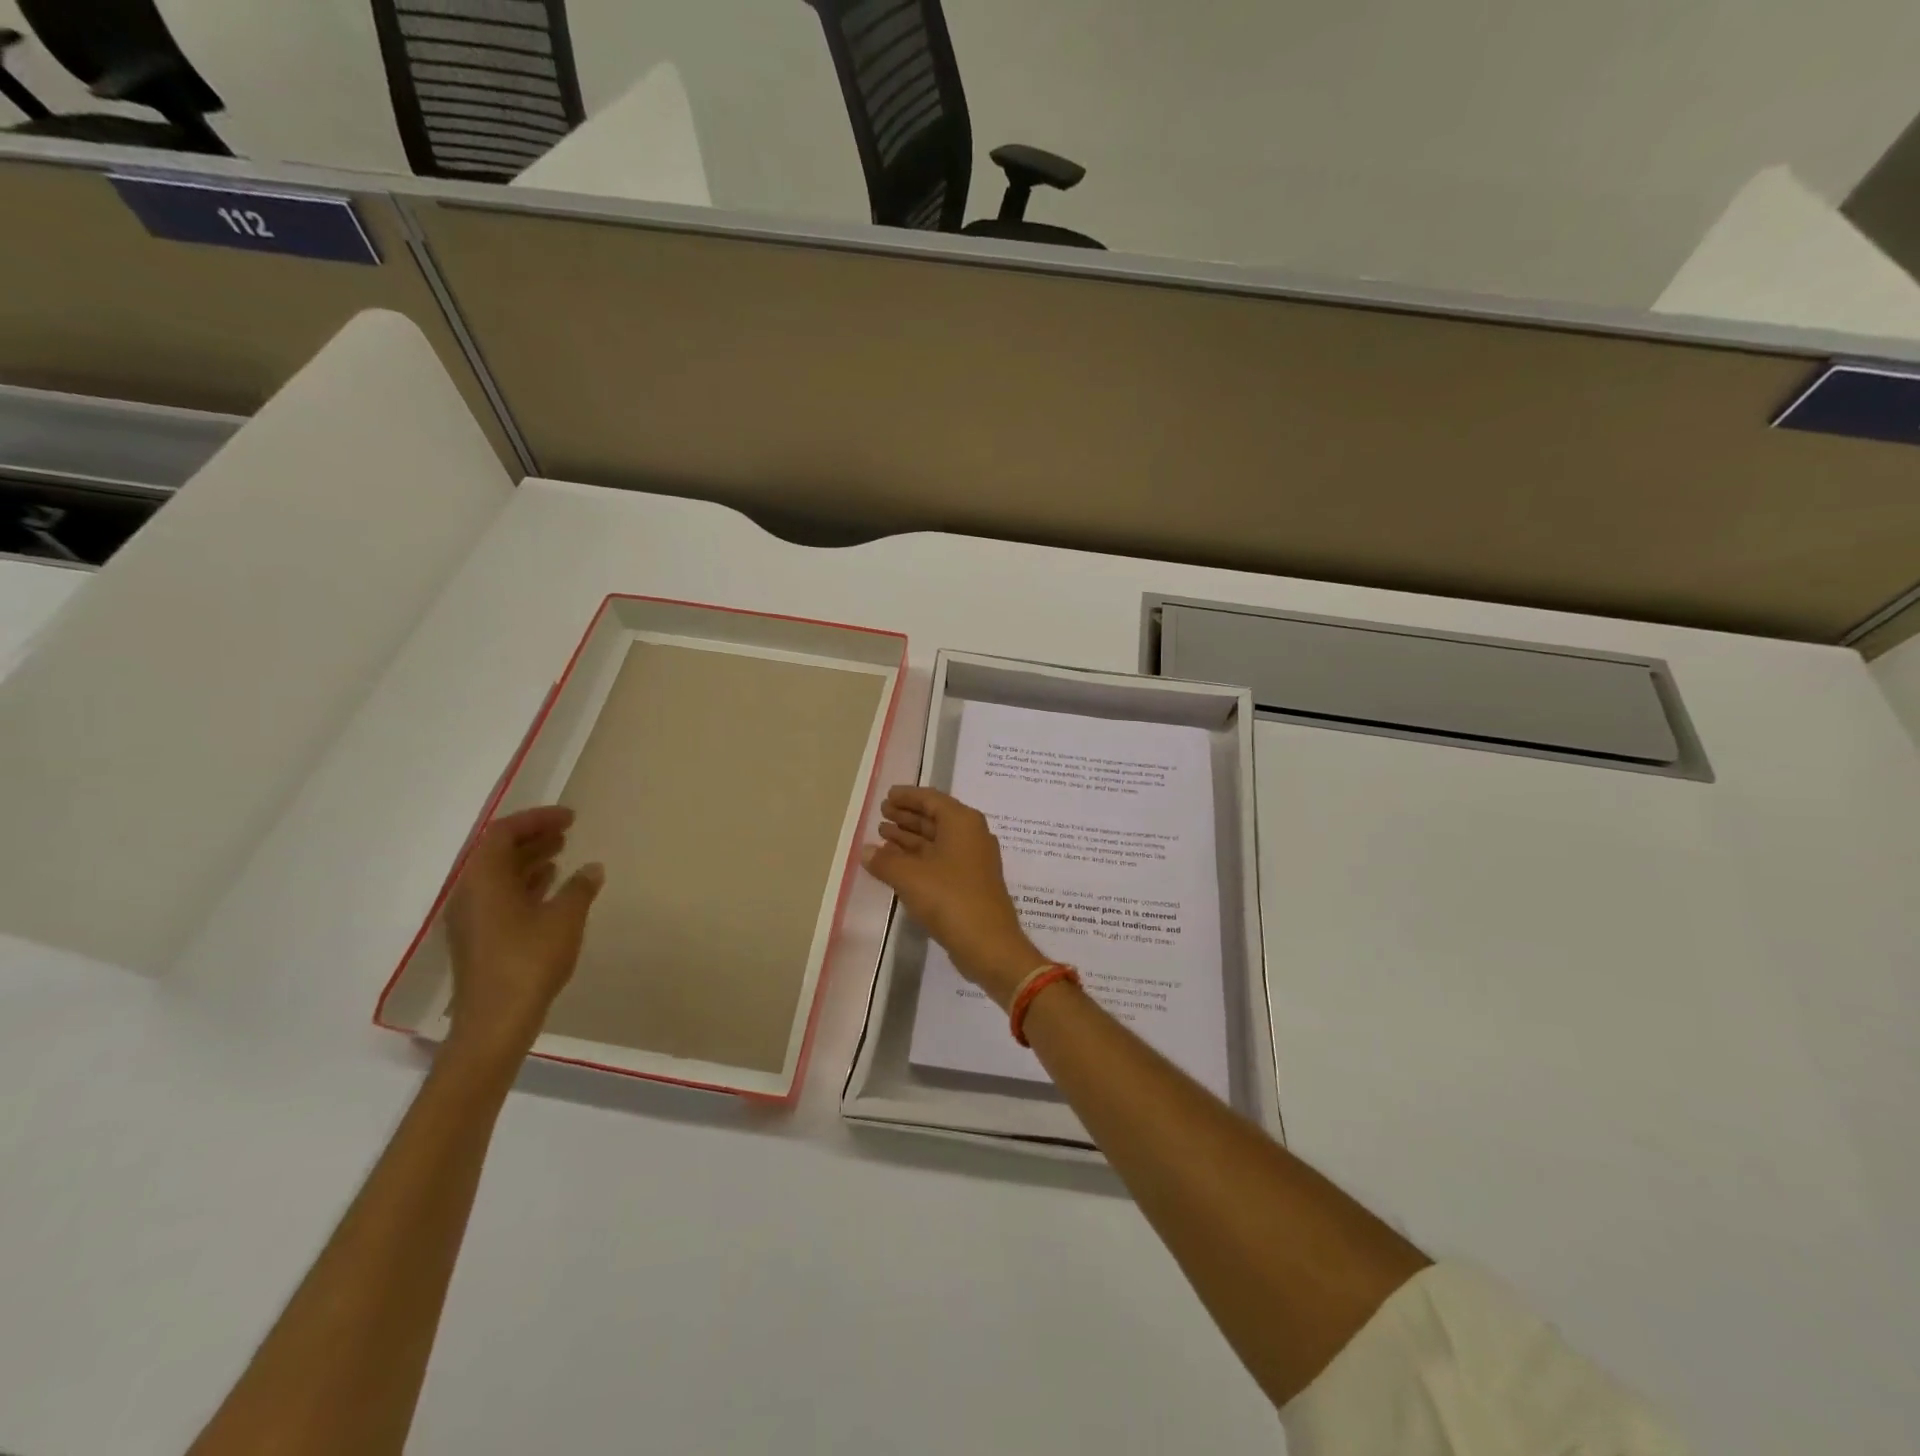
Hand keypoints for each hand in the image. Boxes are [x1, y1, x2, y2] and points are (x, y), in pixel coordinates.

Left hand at [444, 805, 603, 1064]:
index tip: (570, 818)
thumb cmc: (529, 961)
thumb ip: (579, 887)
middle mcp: (469, 892)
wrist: (495, 1021)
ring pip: (498, 875)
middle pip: (497, 851)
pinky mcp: (478, 938)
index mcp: (483, 879)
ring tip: (563, 854)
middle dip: (532, 836)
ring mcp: (471, 917)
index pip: (504, 833)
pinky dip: (525, 884)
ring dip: (529, 860)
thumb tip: (591, 868)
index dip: (537, 819)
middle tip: (567, 831)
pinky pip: (499, 896)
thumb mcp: (565, 917)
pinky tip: (550, 889)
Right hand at [863, 787, 1044, 1008]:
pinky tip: (897, 864)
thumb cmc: (950, 899)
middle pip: (935, 818)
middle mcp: (971, 835)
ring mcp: (973, 861)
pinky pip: (940, 860)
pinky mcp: (970, 883)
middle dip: (907, 816)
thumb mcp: (910, 877)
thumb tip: (866, 851)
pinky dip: (919, 858)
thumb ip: (885, 861)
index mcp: (962, 822)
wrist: (988, 944)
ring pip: (936, 840)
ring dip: (910, 838)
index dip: (907, 796)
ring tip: (882, 836)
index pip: (931, 799)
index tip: (887, 796)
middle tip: (881, 815)